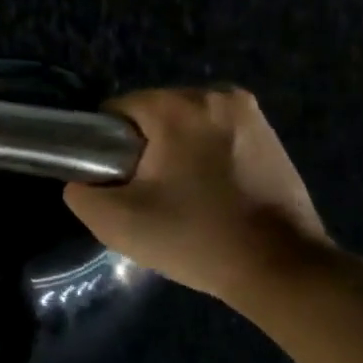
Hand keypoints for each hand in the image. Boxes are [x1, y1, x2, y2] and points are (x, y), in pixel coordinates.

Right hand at [64, 87, 330, 300]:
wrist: (281, 268)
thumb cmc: (196, 239)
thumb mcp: (118, 223)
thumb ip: (81, 193)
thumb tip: (83, 180)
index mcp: (177, 106)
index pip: (118, 111)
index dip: (108, 147)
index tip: (120, 184)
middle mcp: (215, 94)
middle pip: (154, 114)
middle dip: (145, 148)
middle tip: (152, 196)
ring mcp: (248, 111)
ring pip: (186, 123)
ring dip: (177, 151)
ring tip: (184, 197)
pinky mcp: (269, 132)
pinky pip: (217, 133)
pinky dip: (207, 154)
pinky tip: (214, 192)